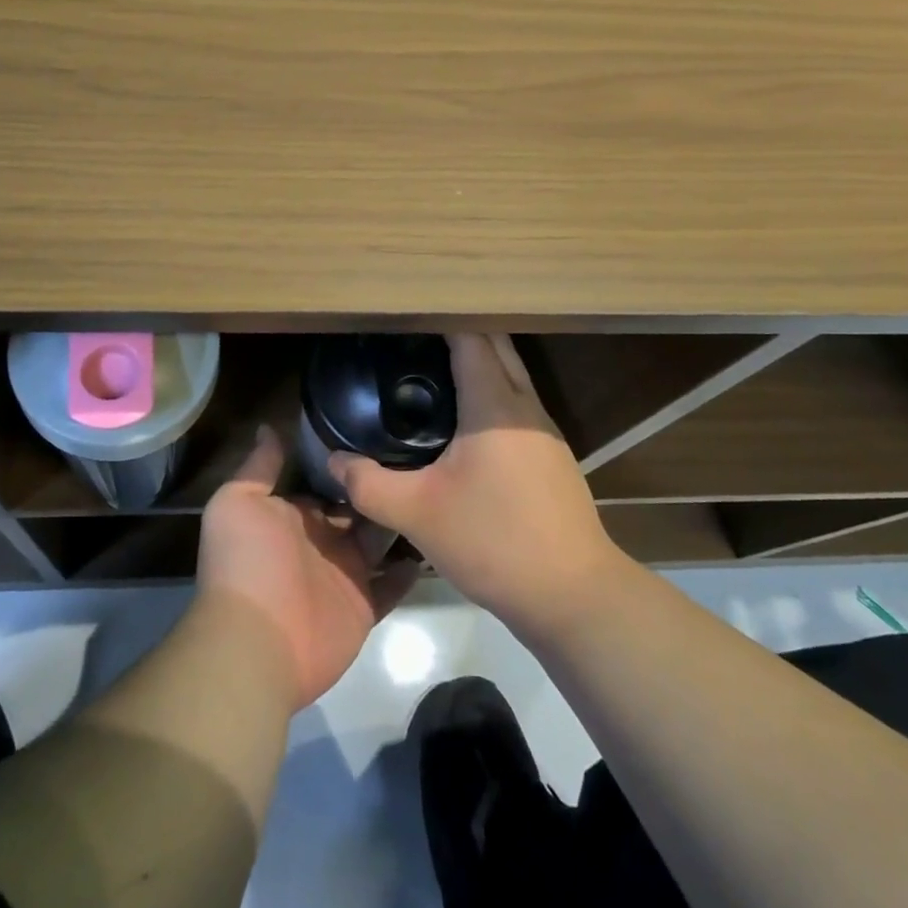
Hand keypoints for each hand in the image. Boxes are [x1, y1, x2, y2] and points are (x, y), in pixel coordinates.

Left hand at [198, 425, 416, 711]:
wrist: (255, 641)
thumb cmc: (246, 562)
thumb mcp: (238, 501)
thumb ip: (260, 466)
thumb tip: (268, 425)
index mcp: (294, 514)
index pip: (326, 482)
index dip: (348, 462)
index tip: (380, 432)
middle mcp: (321, 540)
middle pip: (357, 508)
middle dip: (380, 487)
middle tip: (421, 457)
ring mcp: (345, 574)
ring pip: (379, 541)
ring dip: (400, 521)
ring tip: (437, 490)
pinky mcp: (363, 606)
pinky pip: (392, 586)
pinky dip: (409, 570)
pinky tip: (436, 542)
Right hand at [330, 334, 620, 640]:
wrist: (574, 596)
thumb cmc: (494, 541)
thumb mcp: (418, 514)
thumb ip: (369, 484)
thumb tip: (333, 461)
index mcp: (495, 404)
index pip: (470, 336)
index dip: (440, 316)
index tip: (406, 310)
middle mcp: (525, 406)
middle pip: (496, 345)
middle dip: (459, 329)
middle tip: (412, 332)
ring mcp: (544, 431)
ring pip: (511, 373)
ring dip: (479, 359)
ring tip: (430, 364)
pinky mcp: (551, 456)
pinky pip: (516, 402)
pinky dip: (490, 389)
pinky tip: (462, 416)